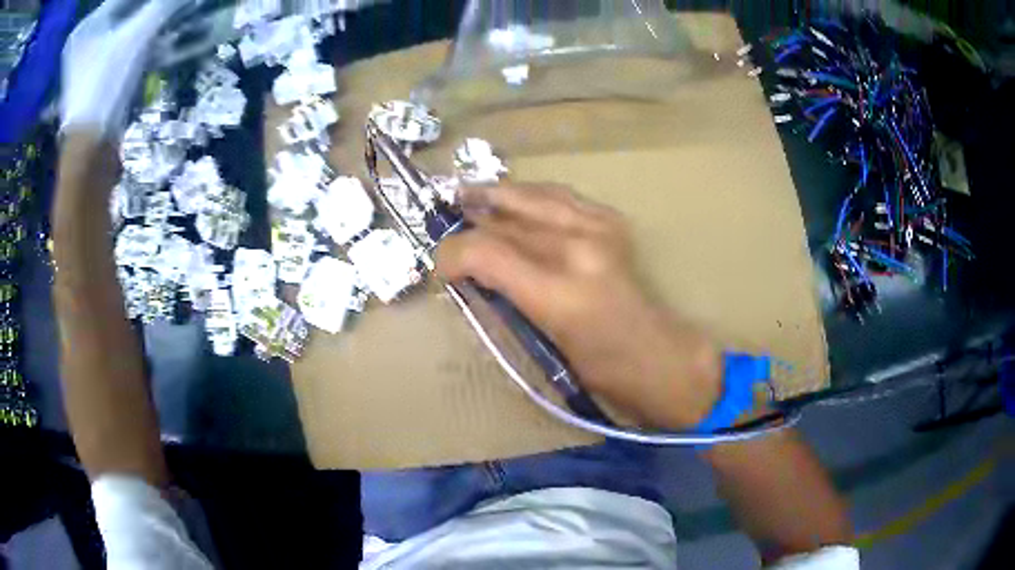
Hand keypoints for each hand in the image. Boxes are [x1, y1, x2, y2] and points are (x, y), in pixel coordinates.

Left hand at [60, 0, 191, 136]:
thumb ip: (163, 5)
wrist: (90, 152)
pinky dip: (143, 44)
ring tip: (176, 19)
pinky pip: (124, 50)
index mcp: (85, 27)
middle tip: (175, 5)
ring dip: (152, 25)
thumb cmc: (104, 87)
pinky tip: (163, 40)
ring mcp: (88, 62)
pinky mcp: (96, 79)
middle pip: (125, 12)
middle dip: (153, 8)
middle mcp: (84, 41)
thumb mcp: (136, 37)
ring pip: (127, 31)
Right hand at [436, 183, 722, 429]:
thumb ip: (505, 301)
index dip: (452, 255)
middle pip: (507, 217)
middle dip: (471, 215)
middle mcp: (579, 250)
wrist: (658, 356)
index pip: (487, 253)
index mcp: (557, 294)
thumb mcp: (543, 342)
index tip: (439, 268)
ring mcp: (600, 230)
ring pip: (534, 195)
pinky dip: (534, 195)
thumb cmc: (600, 369)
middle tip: (446, 215)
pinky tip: (519, 200)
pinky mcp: (613, 223)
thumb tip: (470, 275)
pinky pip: (563, 197)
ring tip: (471, 193)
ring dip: (499, 194)